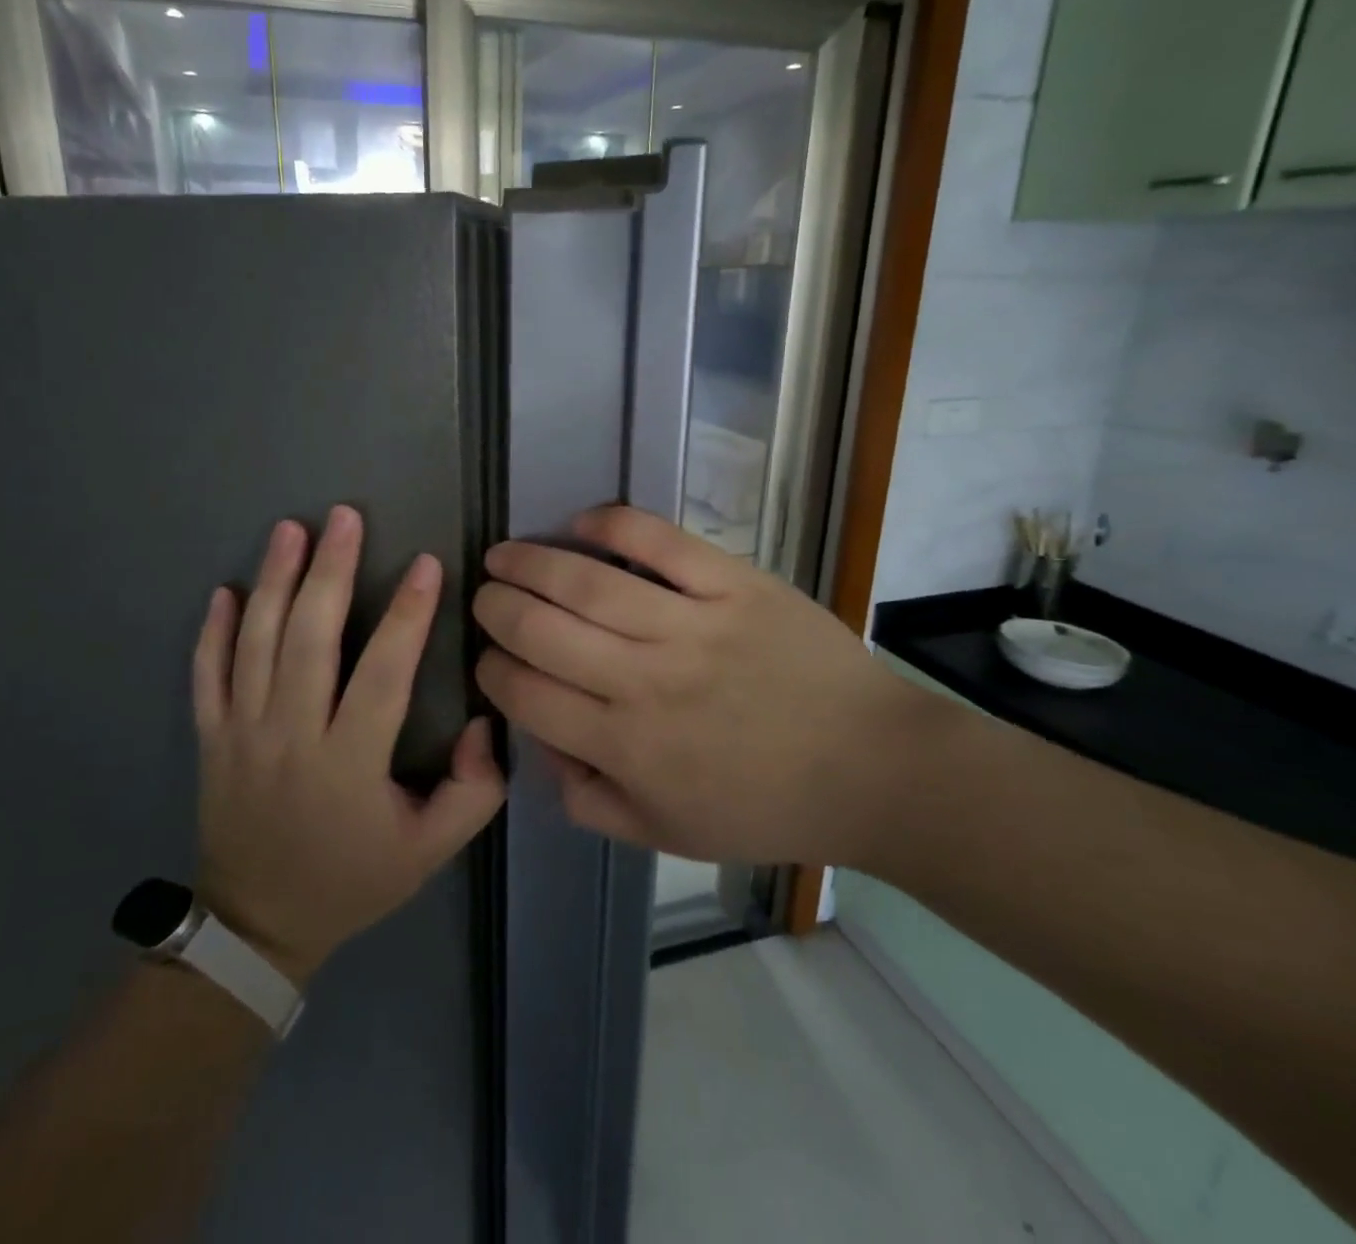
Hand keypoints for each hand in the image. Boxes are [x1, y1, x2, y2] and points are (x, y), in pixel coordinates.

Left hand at [193, 506, 505, 987]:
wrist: (260, 924)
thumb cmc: (353, 880)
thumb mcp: (431, 851)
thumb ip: (474, 791)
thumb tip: (482, 721)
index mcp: (349, 762)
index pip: (383, 674)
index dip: (408, 616)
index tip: (426, 564)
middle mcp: (291, 737)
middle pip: (308, 640)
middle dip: (329, 572)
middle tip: (344, 517)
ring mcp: (242, 735)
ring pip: (255, 644)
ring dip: (273, 582)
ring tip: (290, 530)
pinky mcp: (210, 739)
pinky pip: (205, 675)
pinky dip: (212, 630)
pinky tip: (225, 588)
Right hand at [472, 506, 934, 869]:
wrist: (871, 768)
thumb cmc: (764, 806)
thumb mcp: (664, 832)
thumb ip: (588, 799)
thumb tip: (540, 744)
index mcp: (627, 747)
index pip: (527, 694)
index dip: (493, 670)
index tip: (489, 657)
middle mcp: (647, 681)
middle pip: (543, 630)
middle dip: (496, 610)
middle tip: (485, 597)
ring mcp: (693, 626)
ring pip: (587, 583)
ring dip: (530, 563)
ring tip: (503, 554)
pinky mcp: (734, 585)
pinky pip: (661, 543)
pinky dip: (613, 526)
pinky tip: (581, 523)